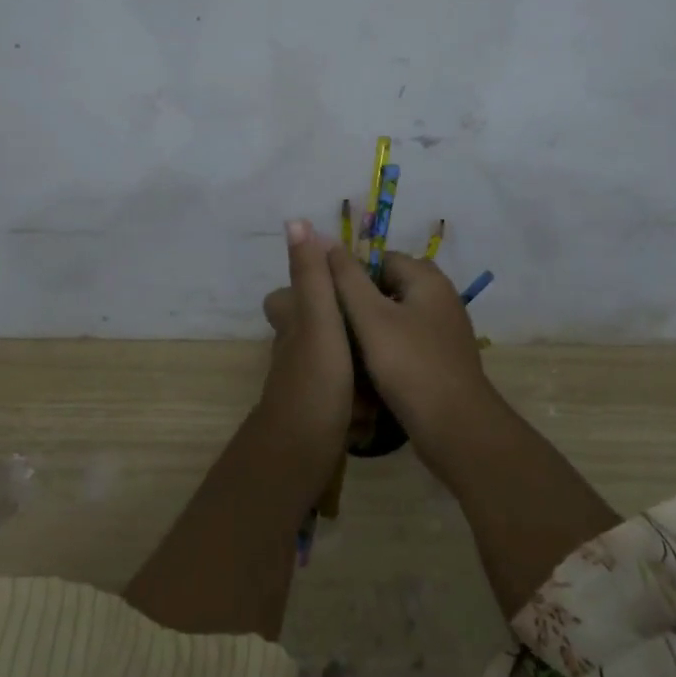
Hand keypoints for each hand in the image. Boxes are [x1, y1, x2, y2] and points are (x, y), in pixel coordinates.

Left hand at [258, 220, 355, 463]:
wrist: (303, 455)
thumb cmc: (315, 379)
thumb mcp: (319, 318)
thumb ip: (312, 274)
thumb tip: (296, 221)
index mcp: (292, 323)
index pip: (287, 295)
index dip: (311, 286)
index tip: (346, 284)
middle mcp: (293, 350)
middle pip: (316, 328)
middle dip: (343, 328)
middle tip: (378, 328)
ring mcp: (306, 383)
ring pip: (332, 361)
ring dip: (356, 363)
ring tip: (388, 361)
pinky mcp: (321, 412)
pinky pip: (343, 394)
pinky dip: (358, 397)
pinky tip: (379, 401)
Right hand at [326, 246, 495, 459]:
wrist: (456, 429)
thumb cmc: (410, 366)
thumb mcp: (371, 318)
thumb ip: (346, 278)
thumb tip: (323, 238)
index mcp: (427, 278)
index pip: (379, 258)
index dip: (349, 274)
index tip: (325, 298)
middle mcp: (440, 296)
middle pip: (388, 285)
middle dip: (358, 301)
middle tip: (330, 324)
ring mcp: (444, 328)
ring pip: (396, 315)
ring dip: (370, 327)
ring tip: (341, 346)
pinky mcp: (441, 357)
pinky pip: (406, 340)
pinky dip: (386, 347)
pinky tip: (366, 367)